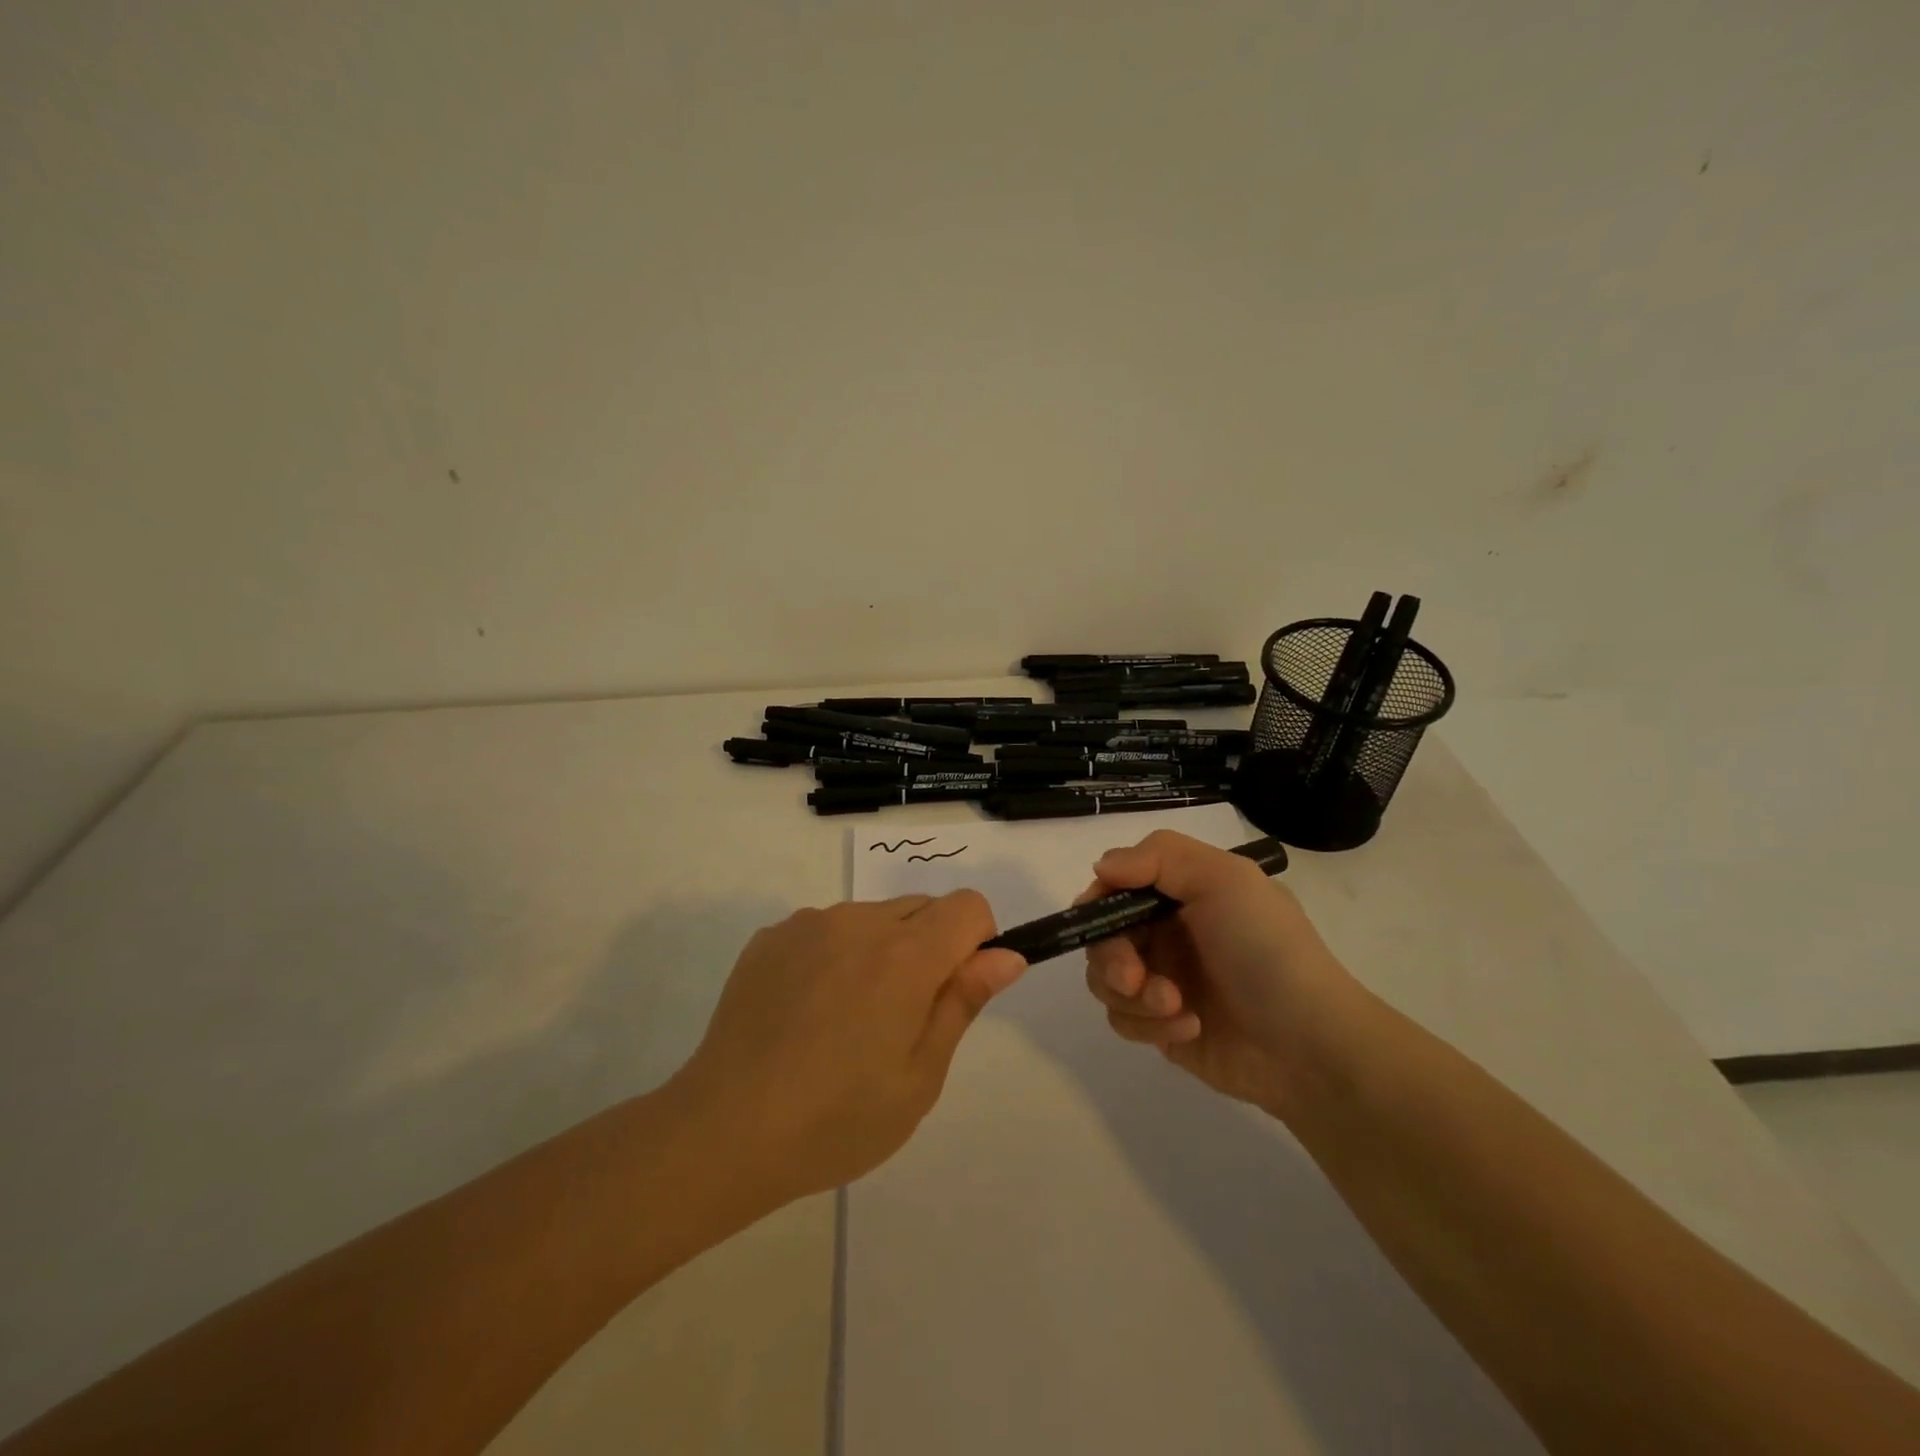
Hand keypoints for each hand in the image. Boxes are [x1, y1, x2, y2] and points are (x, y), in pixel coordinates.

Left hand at [674, 893, 1026, 1203]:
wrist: (724, 1130)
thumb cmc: (837, 1118)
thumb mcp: (920, 1076)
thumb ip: (964, 1002)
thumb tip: (1007, 955)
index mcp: (906, 955)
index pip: (967, 906)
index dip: (977, 941)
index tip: (955, 989)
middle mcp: (859, 922)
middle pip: (921, 908)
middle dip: (930, 948)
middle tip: (901, 1019)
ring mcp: (808, 925)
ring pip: (872, 918)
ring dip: (881, 951)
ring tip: (847, 1021)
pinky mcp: (771, 937)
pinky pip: (825, 930)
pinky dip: (834, 956)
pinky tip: (806, 1013)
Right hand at [1080, 830, 1354, 1116]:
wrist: (1310, 1046)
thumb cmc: (1266, 950)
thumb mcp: (1225, 880)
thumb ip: (1159, 857)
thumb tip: (1101, 868)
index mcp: (1182, 892)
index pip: (1118, 883)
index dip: (1101, 899)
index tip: (1101, 918)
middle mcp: (1168, 932)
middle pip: (1102, 934)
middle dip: (1111, 956)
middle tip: (1133, 976)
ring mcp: (1163, 980)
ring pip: (1106, 979)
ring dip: (1133, 994)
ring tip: (1174, 1006)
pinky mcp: (1161, 1026)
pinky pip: (1124, 1019)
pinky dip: (1150, 1025)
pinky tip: (1190, 1028)